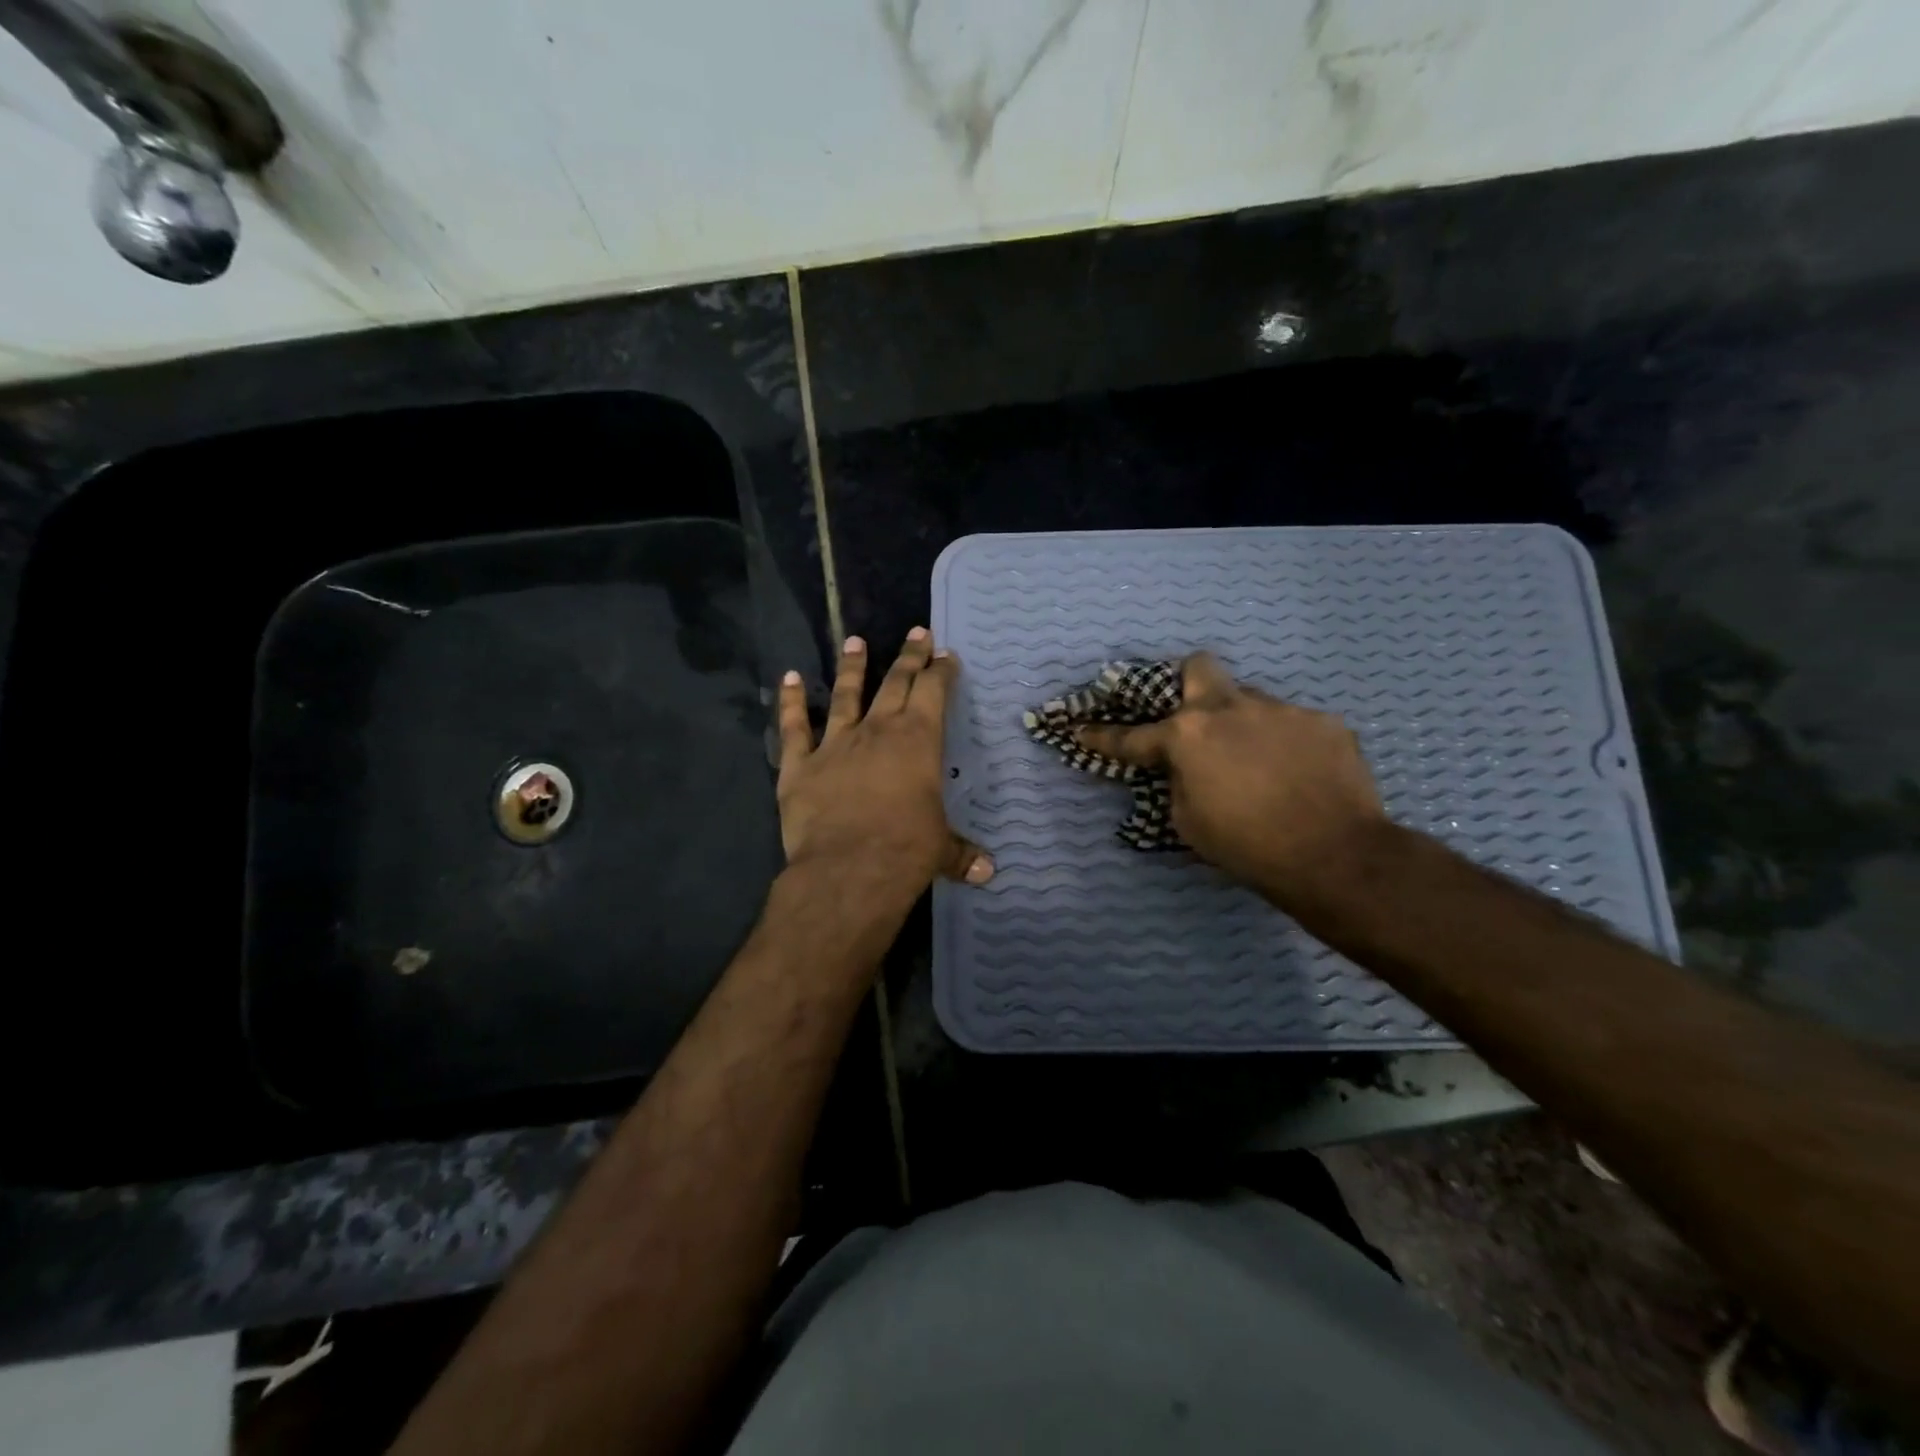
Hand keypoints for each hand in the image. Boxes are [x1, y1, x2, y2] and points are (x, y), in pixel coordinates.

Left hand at [777, 629, 992, 910]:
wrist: (848, 870)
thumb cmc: (905, 851)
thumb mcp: (941, 850)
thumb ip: (961, 854)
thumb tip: (988, 873)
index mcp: (917, 741)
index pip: (933, 692)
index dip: (940, 671)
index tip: (945, 654)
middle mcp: (877, 731)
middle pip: (896, 683)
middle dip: (909, 657)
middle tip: (917, 633)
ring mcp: (835, 744)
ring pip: (845, 695)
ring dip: (852, 667)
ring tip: (856, 642)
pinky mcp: (799, 765)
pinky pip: (793, 727)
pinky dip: (790, 702)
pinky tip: (789, 678)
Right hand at [1077, 653, 1387, 908]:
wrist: (1334, 856)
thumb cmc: (1246, 846)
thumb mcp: (1188, 821)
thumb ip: (1179, 782)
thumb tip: (1186, 767)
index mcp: (1188, 736)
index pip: (1132, 736)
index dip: (1103, 736)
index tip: (1081, 730)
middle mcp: (1230, 709)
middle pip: (1199, 667)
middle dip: (1188, 682)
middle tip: (1194, 714)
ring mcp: (1281, 710)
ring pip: (1251, 702)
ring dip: (1244, 725)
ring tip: (1260, 763)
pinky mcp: (1323, 722)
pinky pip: (1293, 726)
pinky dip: (1286, 745)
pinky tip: (1298, 774)